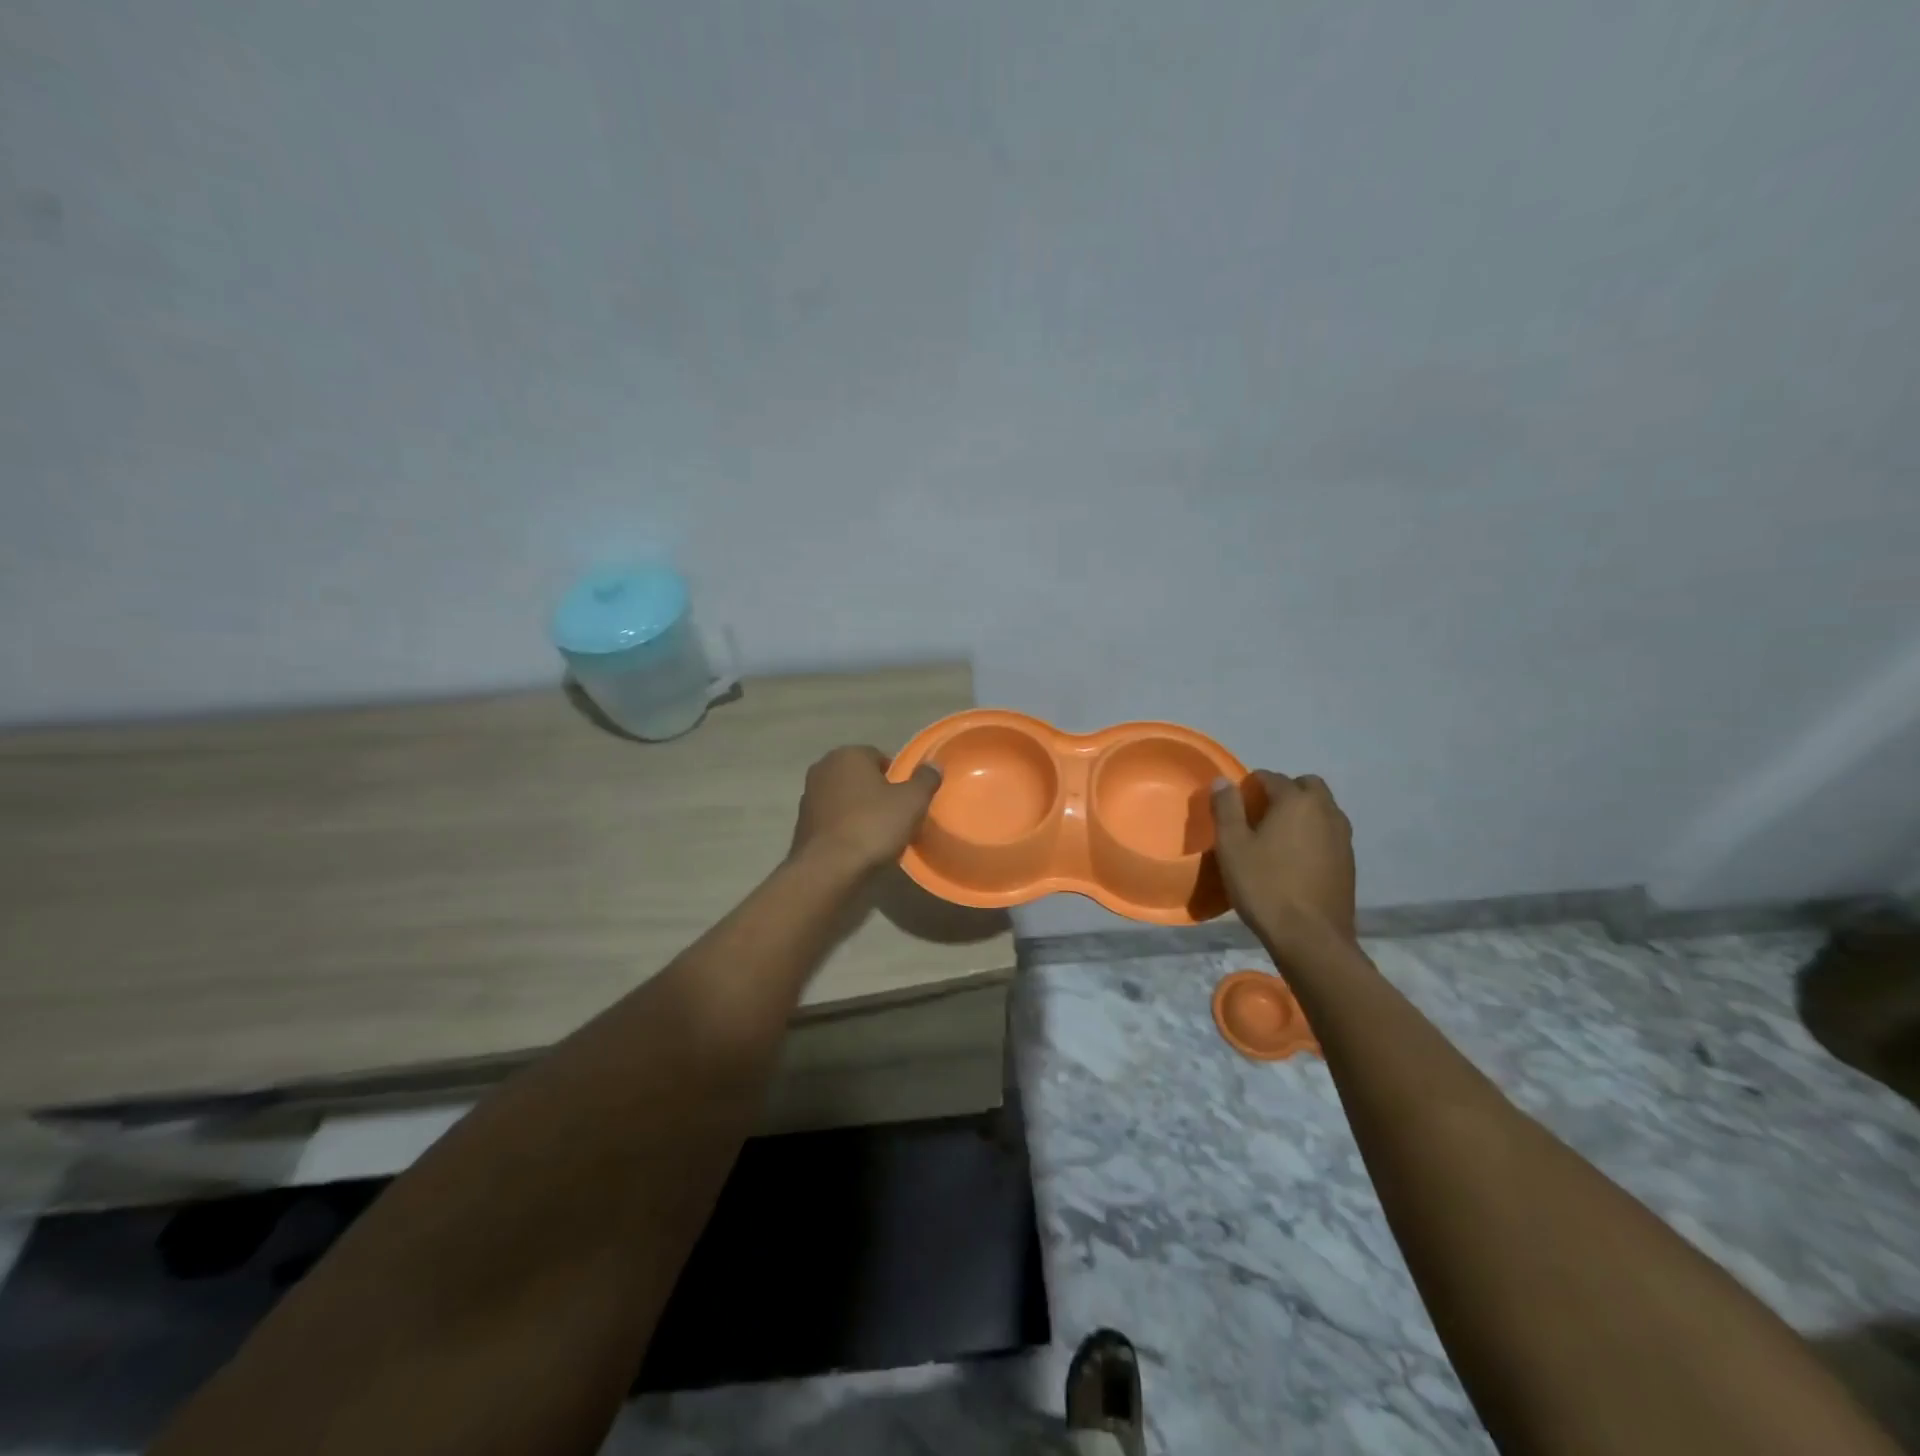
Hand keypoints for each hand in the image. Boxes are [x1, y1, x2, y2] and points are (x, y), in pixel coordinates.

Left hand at [790, 745, 940, 874]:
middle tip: (895, 816)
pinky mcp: (801, 822)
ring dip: (859, 809)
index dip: (897, 778)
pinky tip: (857, 845)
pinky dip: (844, 826)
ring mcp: (808, 795)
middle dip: (876, 792)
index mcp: (848, 754)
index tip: (907, 800)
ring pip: (845, 797)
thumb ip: (925, 779)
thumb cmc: (872, 826)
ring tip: (877, 833)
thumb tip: (933, 766)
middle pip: (860, 777)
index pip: (880, 757)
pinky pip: (832, 818)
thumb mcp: (912, 801)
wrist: (827, 868)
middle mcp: (823, 767)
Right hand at [1211, 771, 1356, 948]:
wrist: (1310, 937)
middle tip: (1260, 815)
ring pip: (1322, 809)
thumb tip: (1223, 781)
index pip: (1272, 778)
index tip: (1235, 806)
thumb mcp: (1232, 846)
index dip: (1250, 786)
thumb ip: (1227, 808)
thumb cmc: (1265, 886)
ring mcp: (1343, 837)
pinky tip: (1295, 860)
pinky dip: (1313, 835)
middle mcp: (1326, 811)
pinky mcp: (1349, 861)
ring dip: (1302, 813)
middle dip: (1284, 792)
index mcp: (1297, 801)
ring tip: (1277, 838)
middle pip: (1306, 786)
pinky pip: (1329, 833)